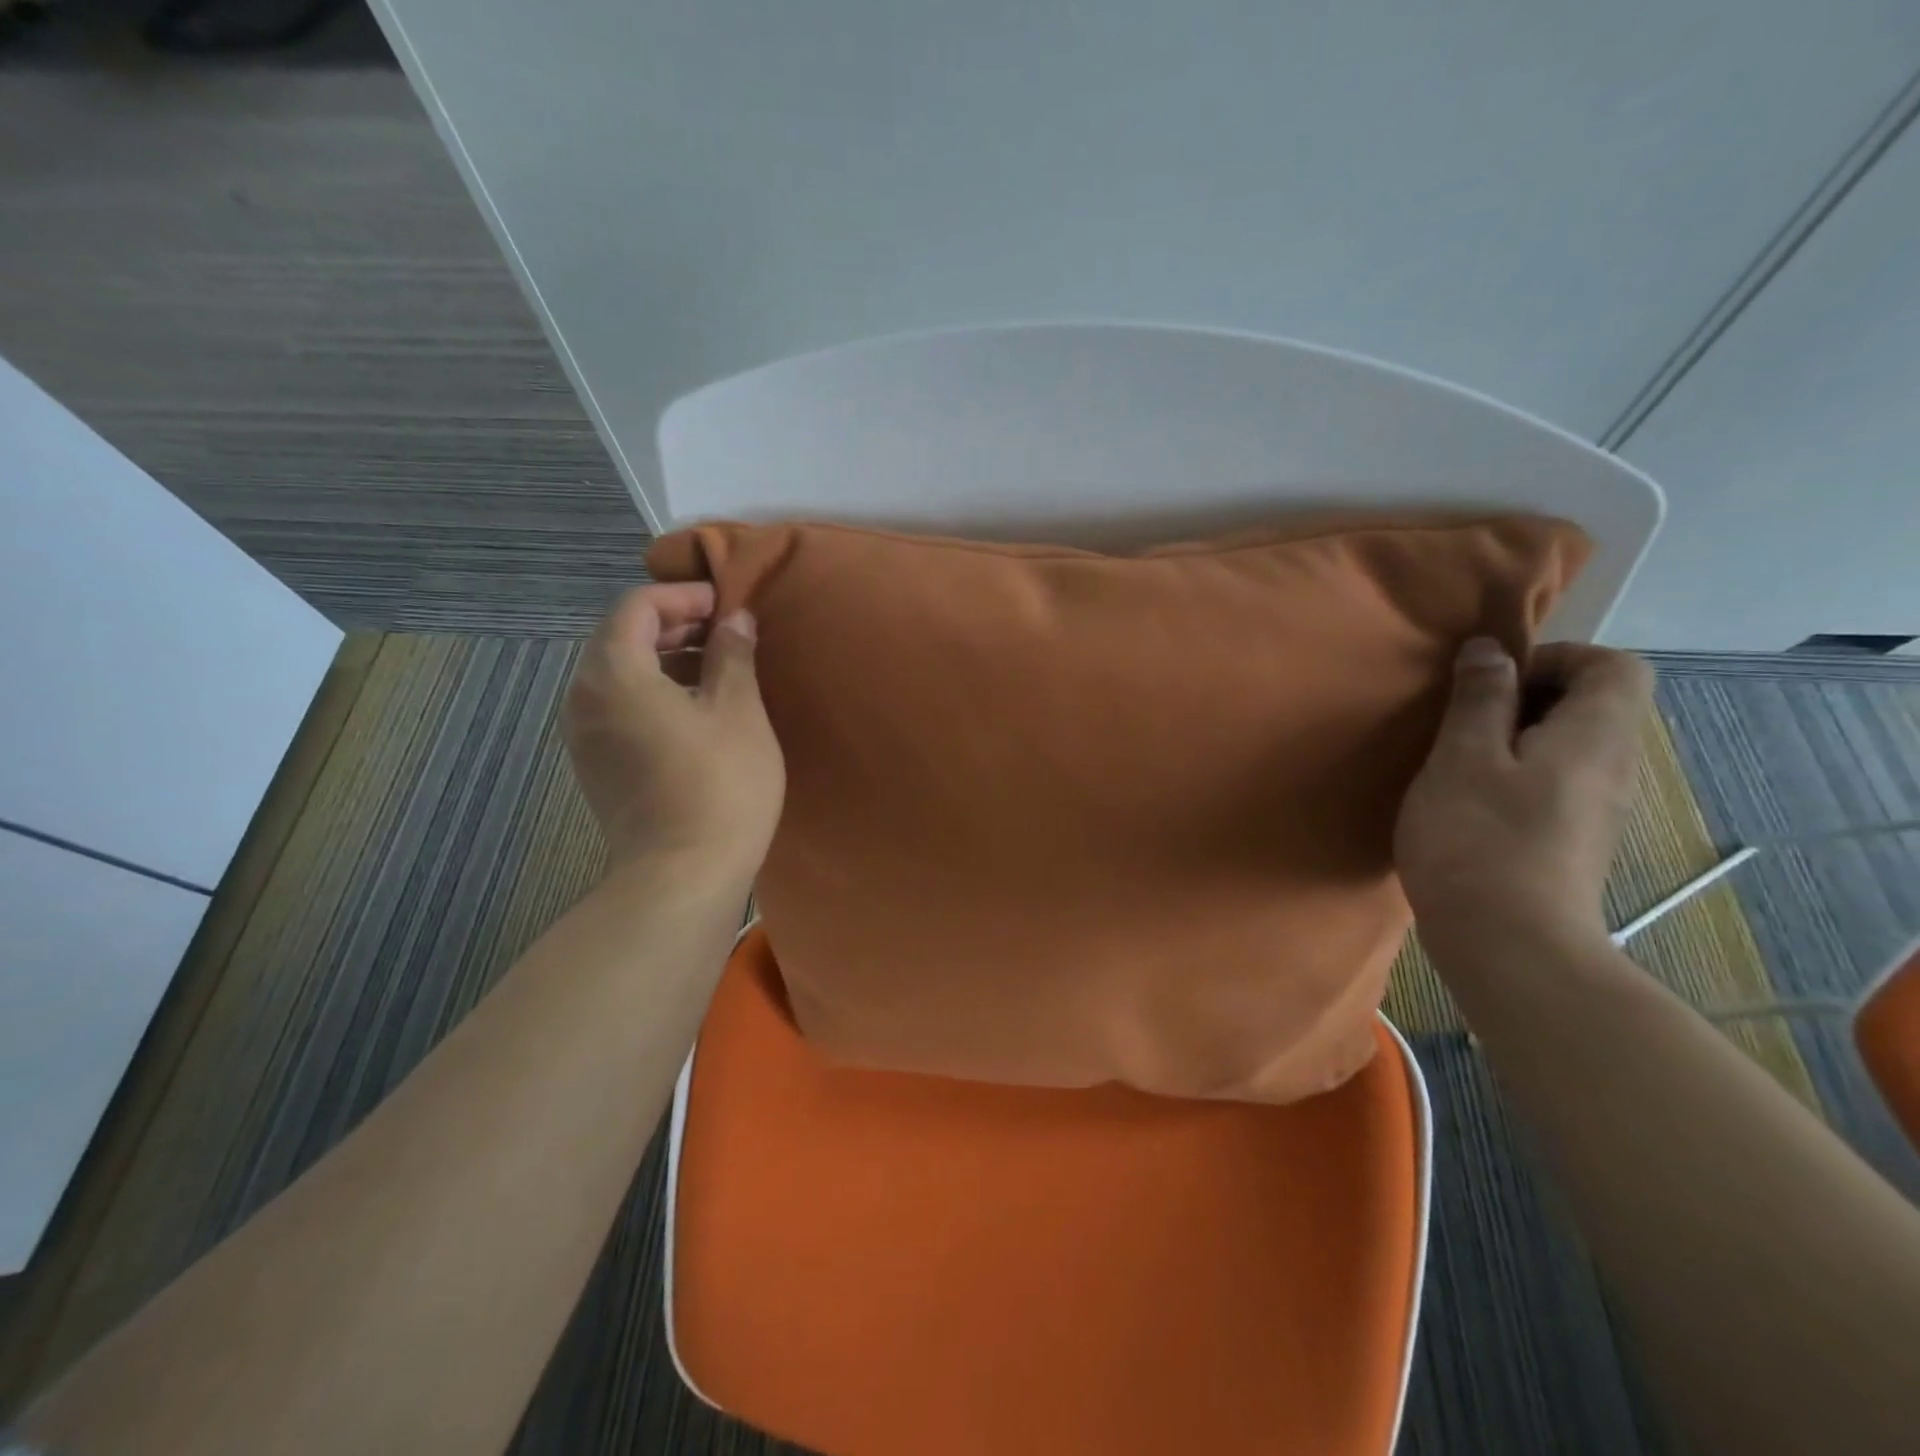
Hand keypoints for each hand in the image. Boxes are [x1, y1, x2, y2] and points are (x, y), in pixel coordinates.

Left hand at [563, 584, 784, 876]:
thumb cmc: (720, 783)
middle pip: (621, 636)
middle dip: (674, 624)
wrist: (683, 874)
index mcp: (614, 672)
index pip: (637, 606)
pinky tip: (694, 709)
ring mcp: (583, 734)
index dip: (684, 596)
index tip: (727, 604)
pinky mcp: (595, 764)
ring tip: (716, 667)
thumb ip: (732, 654)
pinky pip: (617, 706)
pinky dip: (652, 691)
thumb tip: (735, 620)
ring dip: (664, 658)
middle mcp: (584, 696)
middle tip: (725, 632)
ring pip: (618, 673)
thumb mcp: (738, 710)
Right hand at [1394, 638, 1653, 958]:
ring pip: (1569, 746)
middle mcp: (1613, 767)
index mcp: (1596, 736)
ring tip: (1458, 760)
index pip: (1614, 665)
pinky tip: (1470, 802)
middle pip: (1594, 704)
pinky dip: (1516, 774)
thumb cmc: (1479, 840)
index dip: (1555, 658)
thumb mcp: (1463, 758)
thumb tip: (1490, 650)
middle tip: (1464, 721)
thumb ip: (1480, 699)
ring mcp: (1598, 809)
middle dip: (1527, 697)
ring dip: (1514, 738)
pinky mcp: (1573, 840)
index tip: (1493, 683)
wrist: (1509, 945)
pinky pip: (1556, 782)